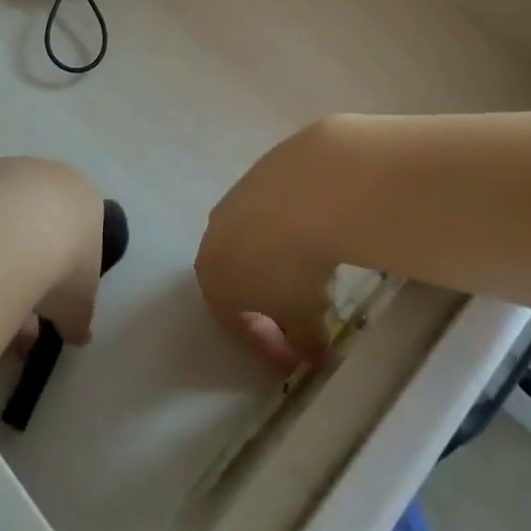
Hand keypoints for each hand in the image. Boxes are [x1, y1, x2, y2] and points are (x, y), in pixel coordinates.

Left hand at [0, 156, 105, 344]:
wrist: (5, 234)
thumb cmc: (60, 265)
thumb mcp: (80, 304)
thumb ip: (78, 318)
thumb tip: (77, 335)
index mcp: (83, 197)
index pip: (77, 232)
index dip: (65, 271)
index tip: (51, 302)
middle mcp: (47, 174)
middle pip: (38, 222)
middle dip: (28, 267)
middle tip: (15, 311)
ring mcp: (6, 170)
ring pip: (1, 218)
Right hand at [195, 118, 355, 371]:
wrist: (310, 191)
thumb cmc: (295, 268)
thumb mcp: (304, 318)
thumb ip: (304, 342)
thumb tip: (315, 353)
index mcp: (211, 278)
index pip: (234, 322)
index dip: (267, 345)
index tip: (298, 359)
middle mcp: (213, 235)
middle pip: (240, 278)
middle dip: (271, 302)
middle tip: (307, 315)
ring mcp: (234, 199)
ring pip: (255, 241)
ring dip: (281, 262)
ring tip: (318, 272)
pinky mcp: (258, 172)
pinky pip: (273, 212)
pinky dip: (291, 228)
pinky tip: (318, 233)